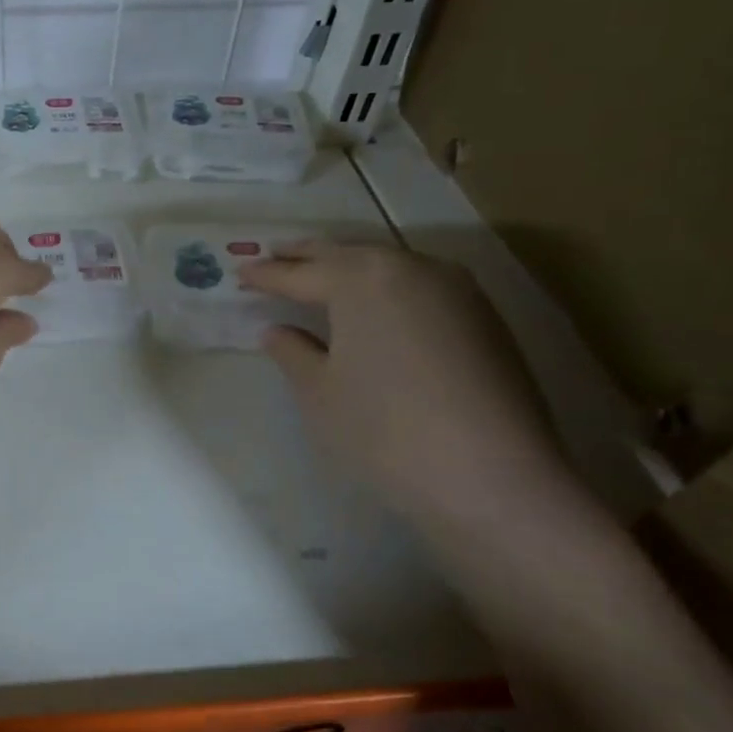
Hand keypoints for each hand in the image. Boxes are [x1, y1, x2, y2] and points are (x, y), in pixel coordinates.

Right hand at [239, 241, 566, 529]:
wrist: (492, 477)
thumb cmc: (384, 430)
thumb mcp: (320, 392)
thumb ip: (292, 352)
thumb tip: (277, 331)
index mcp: (362, 279)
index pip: (300, 272)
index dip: (266, 274)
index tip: (240, 272)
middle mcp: (411, 268)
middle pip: (347, 254)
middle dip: (306, 256)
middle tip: (274, 256)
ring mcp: (455, 290)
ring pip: (387, 265)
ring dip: (349, 266)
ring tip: (320, 275)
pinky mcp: (483, 317)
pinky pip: (418, 285)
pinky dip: (385, 287)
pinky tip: (374, 306)